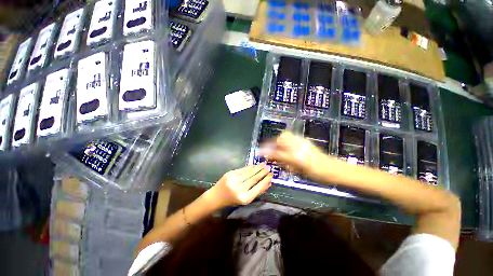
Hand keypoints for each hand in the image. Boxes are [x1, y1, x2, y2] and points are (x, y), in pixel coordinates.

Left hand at [205, 164, 272, 208]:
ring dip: (257, 168)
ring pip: (249, 172)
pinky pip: (243, 169)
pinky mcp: (230, 173)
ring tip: (264, 164)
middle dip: (263, 172)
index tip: (271, 175)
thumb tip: (268, 183)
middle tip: (269, 167)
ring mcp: (234, 180)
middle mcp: (239, 189)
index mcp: (244, 198)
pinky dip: (249, 167)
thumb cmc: (232, 200)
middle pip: (254, 178)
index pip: (259, 187)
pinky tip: (254, 165)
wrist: (215, 197)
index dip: (266, 180)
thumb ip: (257, 192)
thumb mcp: (245, 199)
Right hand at [259, 132, 328, 178]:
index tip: (260, 152)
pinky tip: (285, 145)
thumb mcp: (298, 172)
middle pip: (279, 140)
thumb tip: (273, 158)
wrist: (332, 169)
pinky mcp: (304, 139)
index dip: (267, 152)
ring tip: (278, 147)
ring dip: (278, 141)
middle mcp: (298, 147)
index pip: (277, 153)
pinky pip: (291, 135)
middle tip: (270, 150)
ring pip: (285, 135)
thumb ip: (284, 163)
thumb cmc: (316, 174)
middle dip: (272, 144)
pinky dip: (285, 139)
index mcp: (296, 158)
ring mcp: (302, 141)